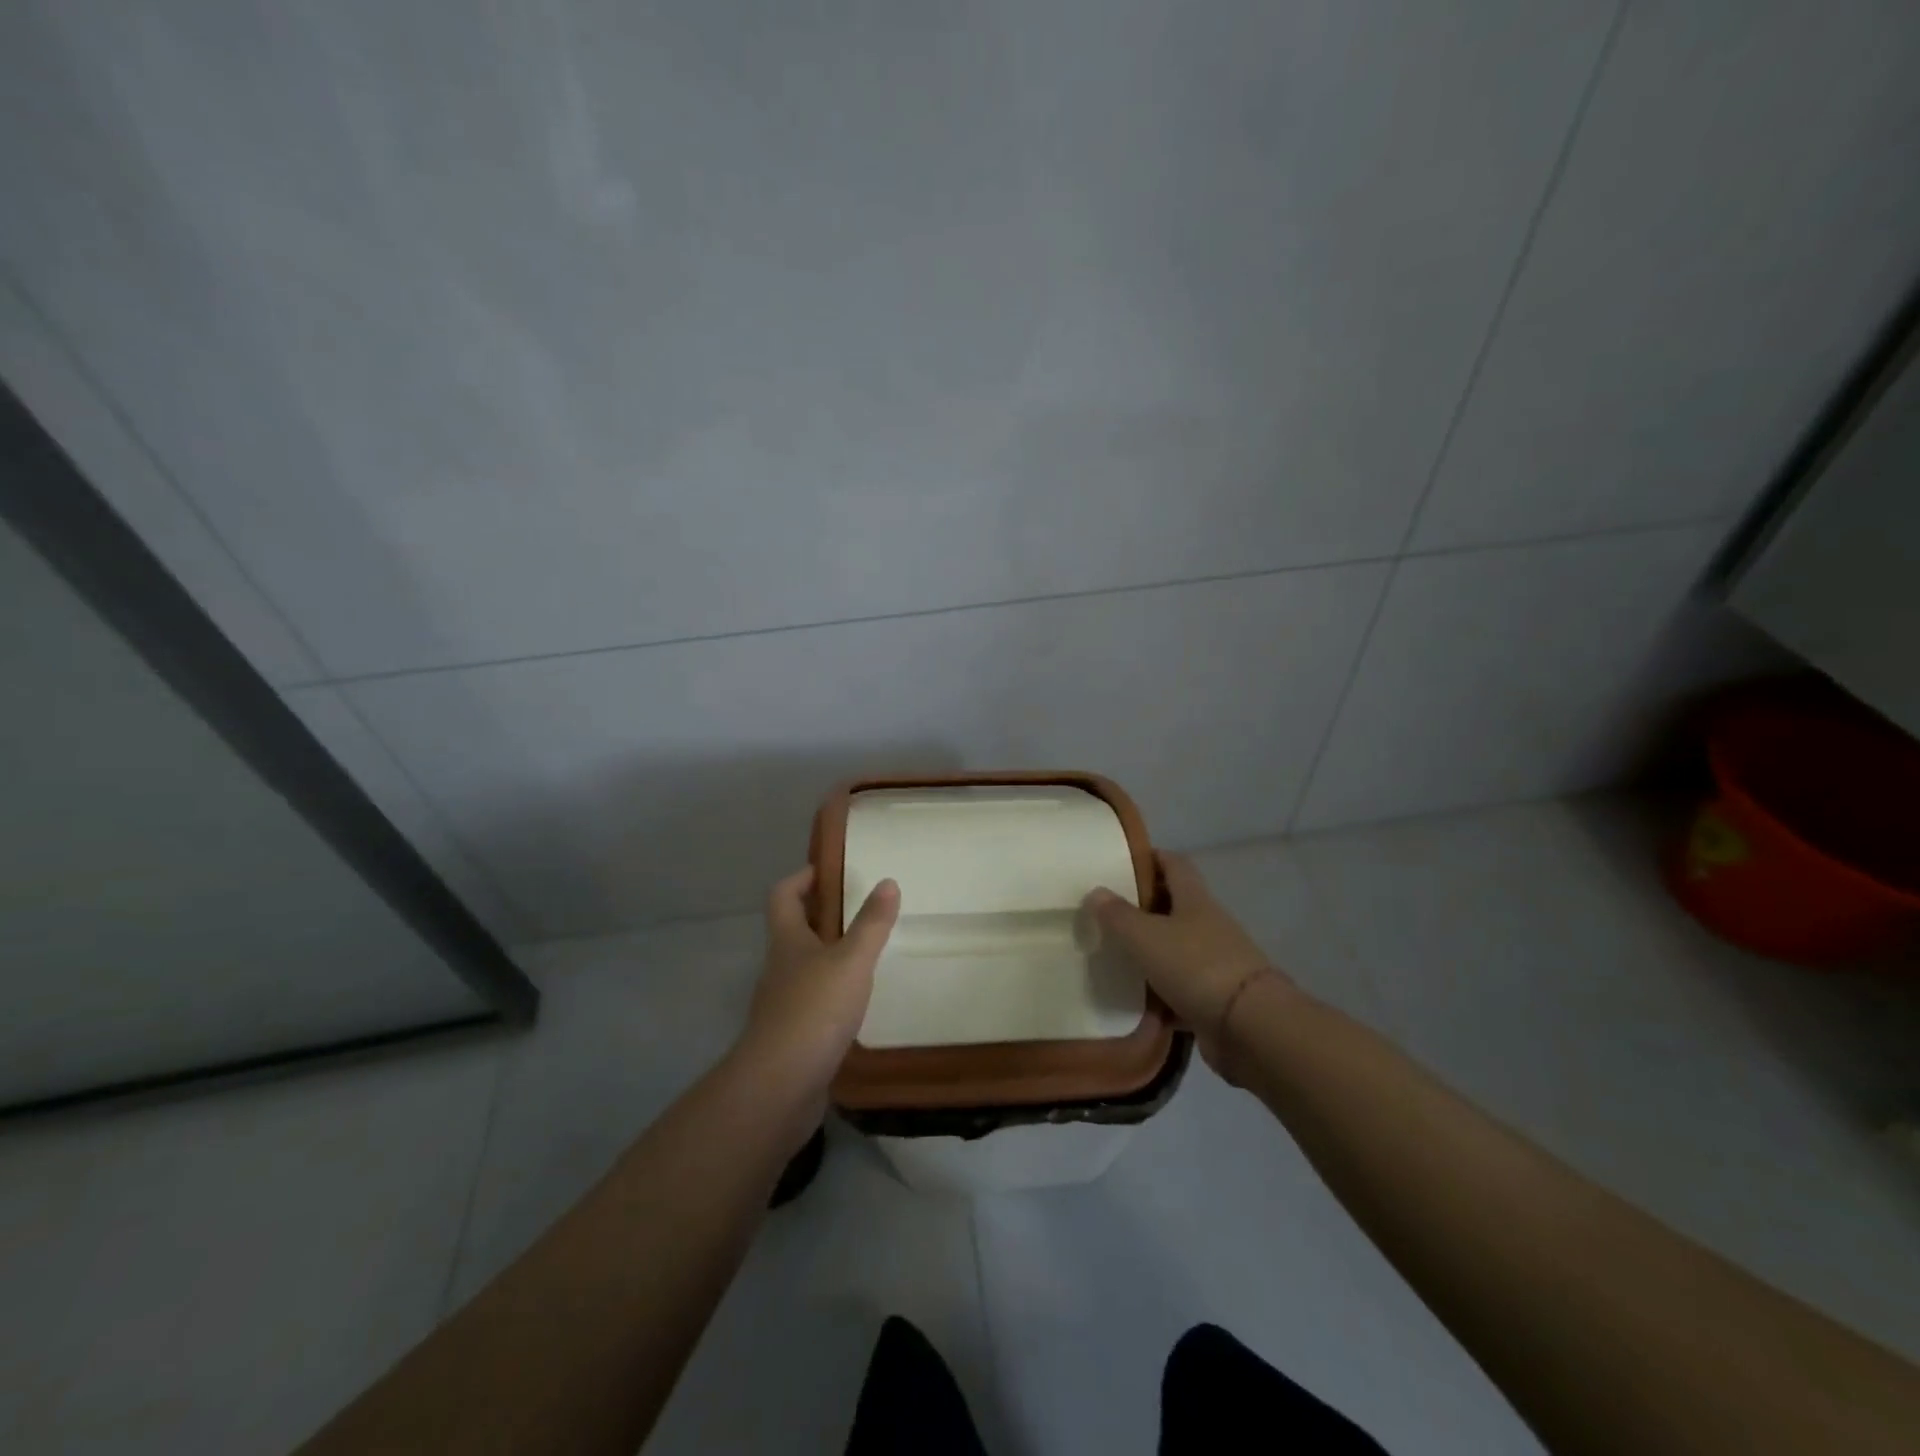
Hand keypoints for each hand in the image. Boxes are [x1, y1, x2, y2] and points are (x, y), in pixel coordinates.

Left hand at [739, 866, 899, 1093]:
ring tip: (866, 953)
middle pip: (793, 930)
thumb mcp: (851, 960)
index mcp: (787, 941)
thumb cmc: (814, 1010)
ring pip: (804, 967)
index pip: (783, 895)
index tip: (828, 871)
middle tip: (859, 909)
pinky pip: (812, 1002)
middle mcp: (779, 968)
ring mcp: (782, 1004)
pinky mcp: (791, 1036)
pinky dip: (832, 993)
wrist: (780, 1086)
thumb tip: (887, 882)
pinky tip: (857, 1002)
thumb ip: (871, 923)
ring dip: (828, 956)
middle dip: (821, 916)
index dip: (801, 878)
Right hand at [1083, 853, 1290, 1074]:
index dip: (1151, 858)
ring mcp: (1216, 962)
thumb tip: (1096, 891)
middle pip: (1175, 907)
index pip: (1174, 864)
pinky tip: (1136, 1003)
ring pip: (1177, 949)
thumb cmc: (1195, 966)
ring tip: (1113, 958)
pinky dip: (1161, 995)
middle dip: (1143, 908)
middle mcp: (1208, 925)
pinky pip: (1182, 990)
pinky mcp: (1216, 998)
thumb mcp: (1146, 936)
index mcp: (1194, 899)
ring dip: (1151, 953)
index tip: (1121, 862)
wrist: (1249, 1027)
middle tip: (1107, 914)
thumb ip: (1118, 915)